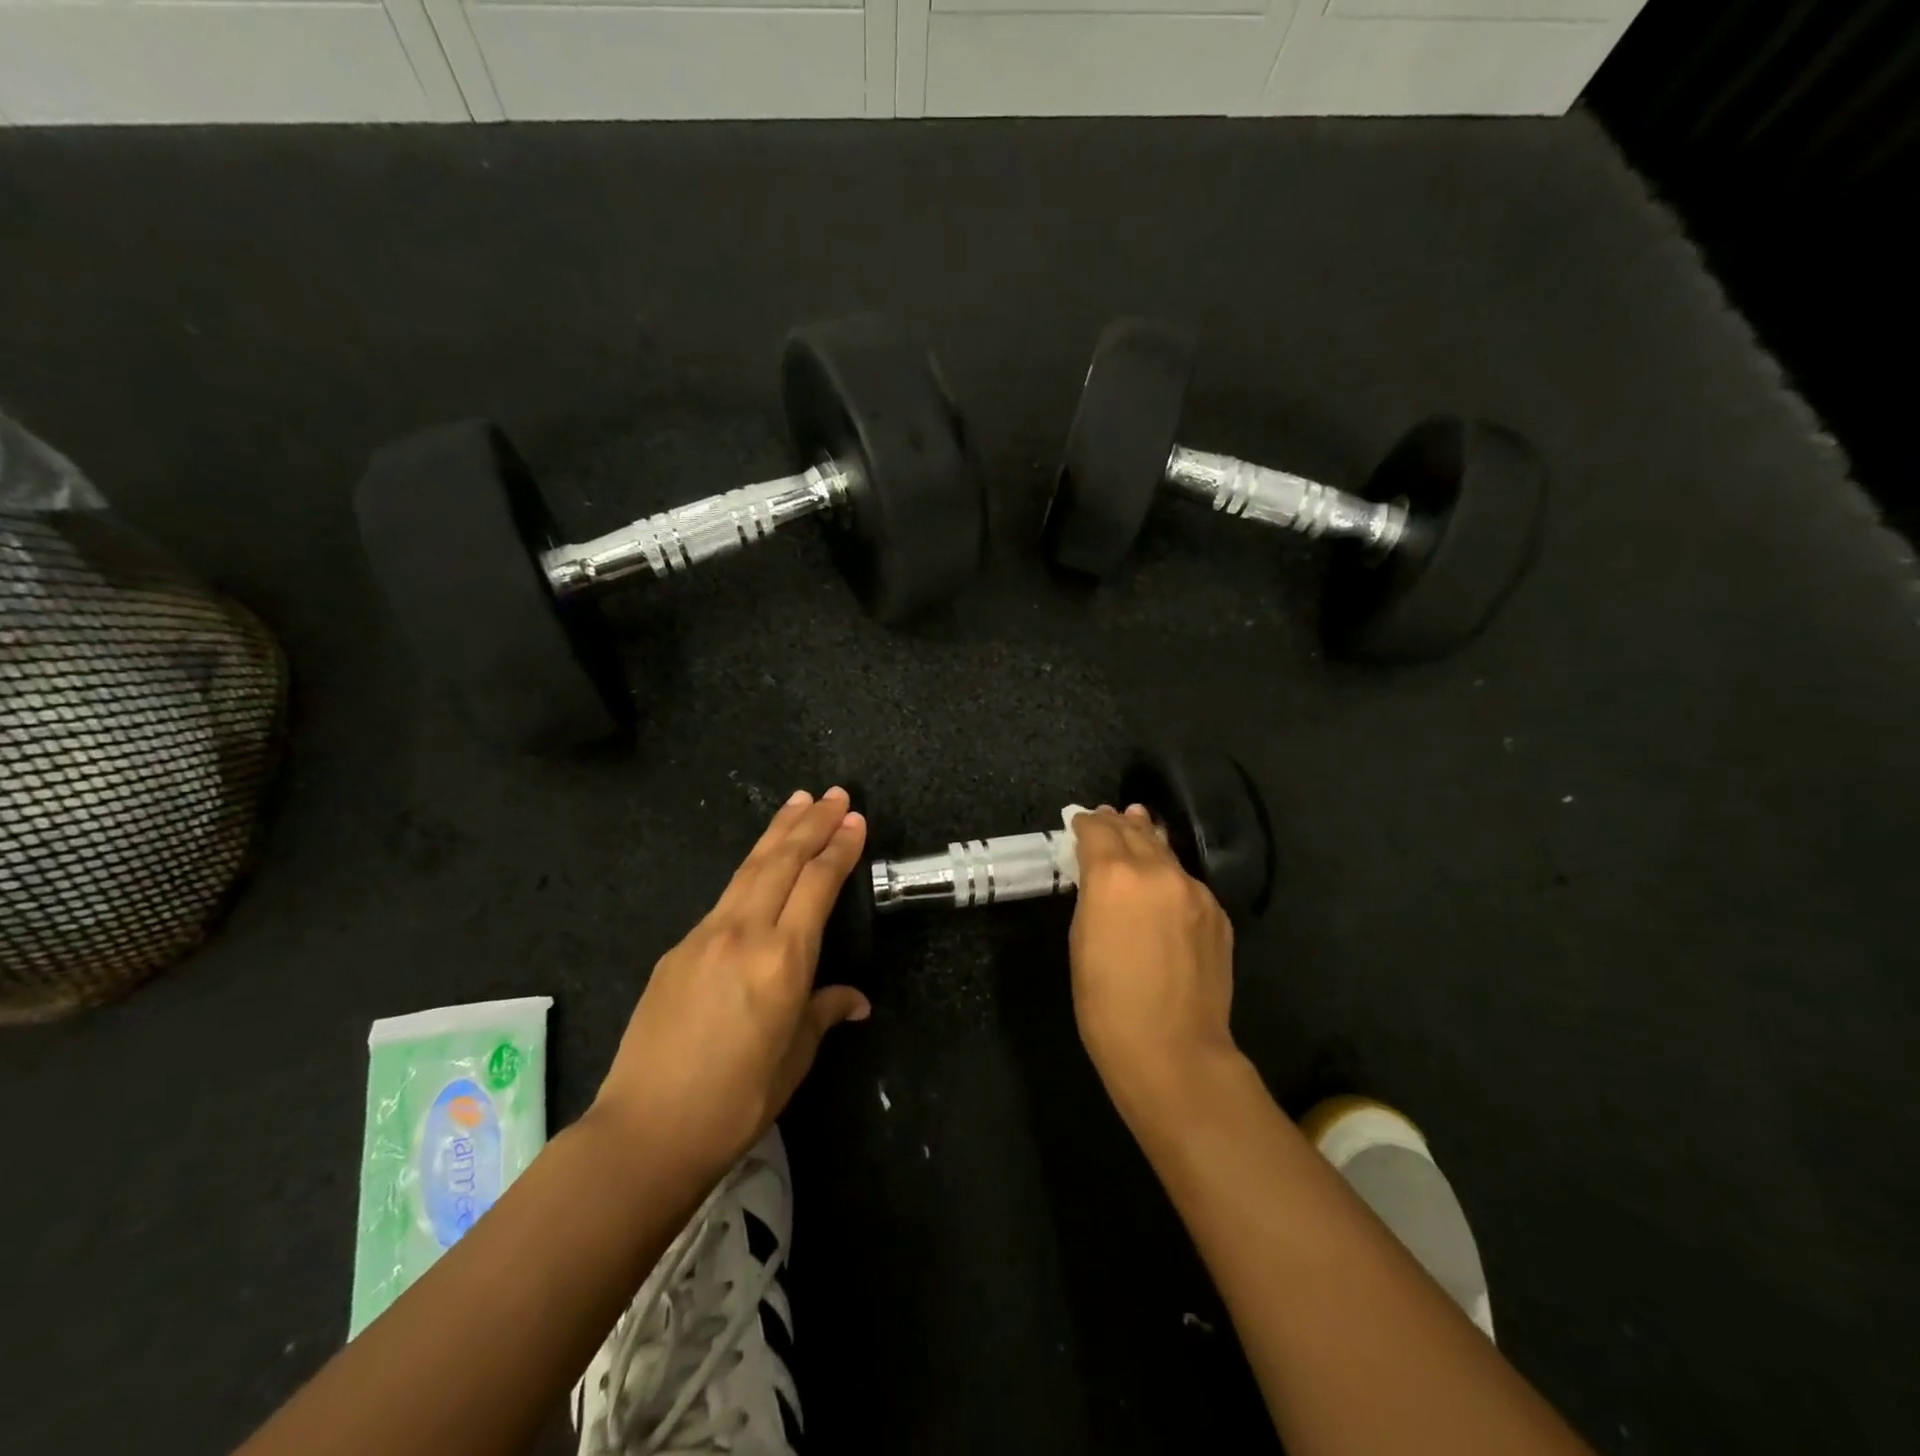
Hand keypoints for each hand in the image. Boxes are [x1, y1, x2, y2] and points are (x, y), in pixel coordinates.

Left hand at [591, 788, 870, 1180]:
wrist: (645, 1130)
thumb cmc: (736, 1100)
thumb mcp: (794, 1059)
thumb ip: (823, 1013)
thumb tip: (854, 1000)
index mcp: (782, 959)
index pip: (818, 885)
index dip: (839, 849)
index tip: (855, 820)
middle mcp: (743, 933)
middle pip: (782, 861)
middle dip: (811, 823)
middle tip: (834, 793)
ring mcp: (704, 936)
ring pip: (749, 868)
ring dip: (777, 832)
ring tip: (798, 802)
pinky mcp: (677, 949)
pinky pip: (724, 898)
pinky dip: (750, 871)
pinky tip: (759, 868)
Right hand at [1068, 805, 1238, 1121]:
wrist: (1173, 1049)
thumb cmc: (1107, 1002)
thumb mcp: (1081, 939)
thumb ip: (1091, 894)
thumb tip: (1098, 871)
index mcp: (1114, 875)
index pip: (1098, 830)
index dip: (1086, 823)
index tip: (1078, 821)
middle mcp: (1157, 871)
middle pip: (1134, 831)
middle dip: (1117, 823)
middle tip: (1106, 816)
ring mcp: (1194, 890)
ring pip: (1165, 851)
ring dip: (1147, 837)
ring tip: (1138, 822)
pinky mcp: (1217, 912)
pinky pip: (1186, 881)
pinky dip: (1169, 873)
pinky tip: (1163, 881)